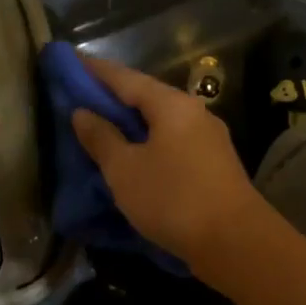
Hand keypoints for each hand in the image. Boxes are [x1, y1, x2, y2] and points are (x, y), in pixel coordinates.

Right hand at [69, 55, 268, 267]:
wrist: (235, 242)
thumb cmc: (173, 199)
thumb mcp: (125, 170)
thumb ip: (101, 138)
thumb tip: (82, 112)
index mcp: (172, 104)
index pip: (125, 77)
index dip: (95, 70)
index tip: (71, 62)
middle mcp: (194, 112)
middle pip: (146, 96)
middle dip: (113, 97)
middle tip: (80, 98)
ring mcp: (208, 138)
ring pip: (161, 121)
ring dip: (131, 122)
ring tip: (102, 127)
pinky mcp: (214, 163)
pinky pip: (172, 142)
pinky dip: (148, 142)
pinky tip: (133, 155)